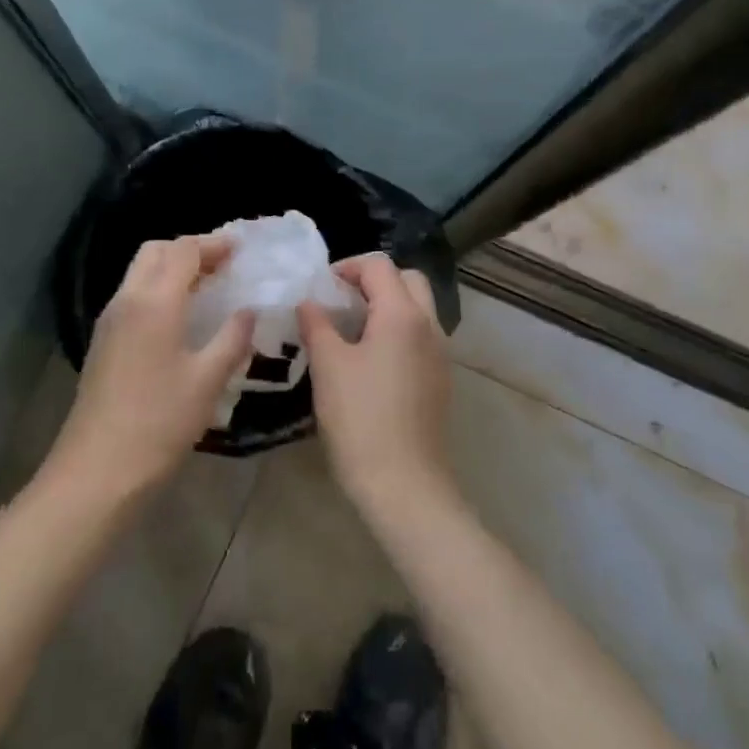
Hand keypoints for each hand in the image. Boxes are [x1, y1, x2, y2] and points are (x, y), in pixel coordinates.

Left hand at [43, 235, 254, 505]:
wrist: (97, 470)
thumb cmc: (159, 422)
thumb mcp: (208, 380)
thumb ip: (232, 338)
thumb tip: (249, 311)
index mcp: (155, 301)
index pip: (183, 251)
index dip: (213, 244)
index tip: (241, 249)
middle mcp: (127, 300)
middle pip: (155, 252)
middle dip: (189, 250)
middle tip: (223, 265)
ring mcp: (110, 321)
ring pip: (140, 273)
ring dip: (172, 269)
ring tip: (207, 288)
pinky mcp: (104, 343)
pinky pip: (133, 297)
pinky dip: (159, 290)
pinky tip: (181, 319)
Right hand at [297, 253, 457, 517]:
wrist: (403, 483)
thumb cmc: (360, 418)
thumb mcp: (328, 366)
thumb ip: (317, 324)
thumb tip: (308, 302)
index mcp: (403, 314)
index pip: (379, 265)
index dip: (346, 266)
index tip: (320, 287)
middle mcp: (429, 325)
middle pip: (407, 279)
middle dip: (373, 280)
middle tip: (340, 300)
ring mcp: (440, 352)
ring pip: (418, 308)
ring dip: (387, 305)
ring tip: (350, 329)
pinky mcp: (440, 378)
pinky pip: (421, 335)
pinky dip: (398, 330)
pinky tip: (369, 359)